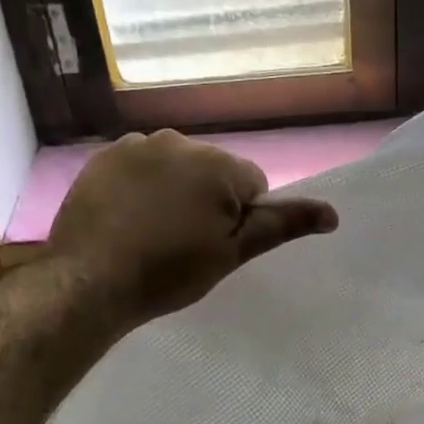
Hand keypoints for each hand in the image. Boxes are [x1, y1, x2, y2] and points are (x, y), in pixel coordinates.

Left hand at [48, 130, 337, 326]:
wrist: (90, 281)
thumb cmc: (170, 272)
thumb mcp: (233, 253)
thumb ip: (281, 225)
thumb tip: (333, 213)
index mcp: (219, 165)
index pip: (252, 185)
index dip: (239, 219)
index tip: (214, 245)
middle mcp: (180, 142)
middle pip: (213, 171)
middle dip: (207, 200)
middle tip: (184, 243)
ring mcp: (137, 145)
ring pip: (176, 167)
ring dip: (174, 190)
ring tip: (152, 232)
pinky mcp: (104, 156)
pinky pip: (140, 165)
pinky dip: (140, 185)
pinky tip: (127, 218)